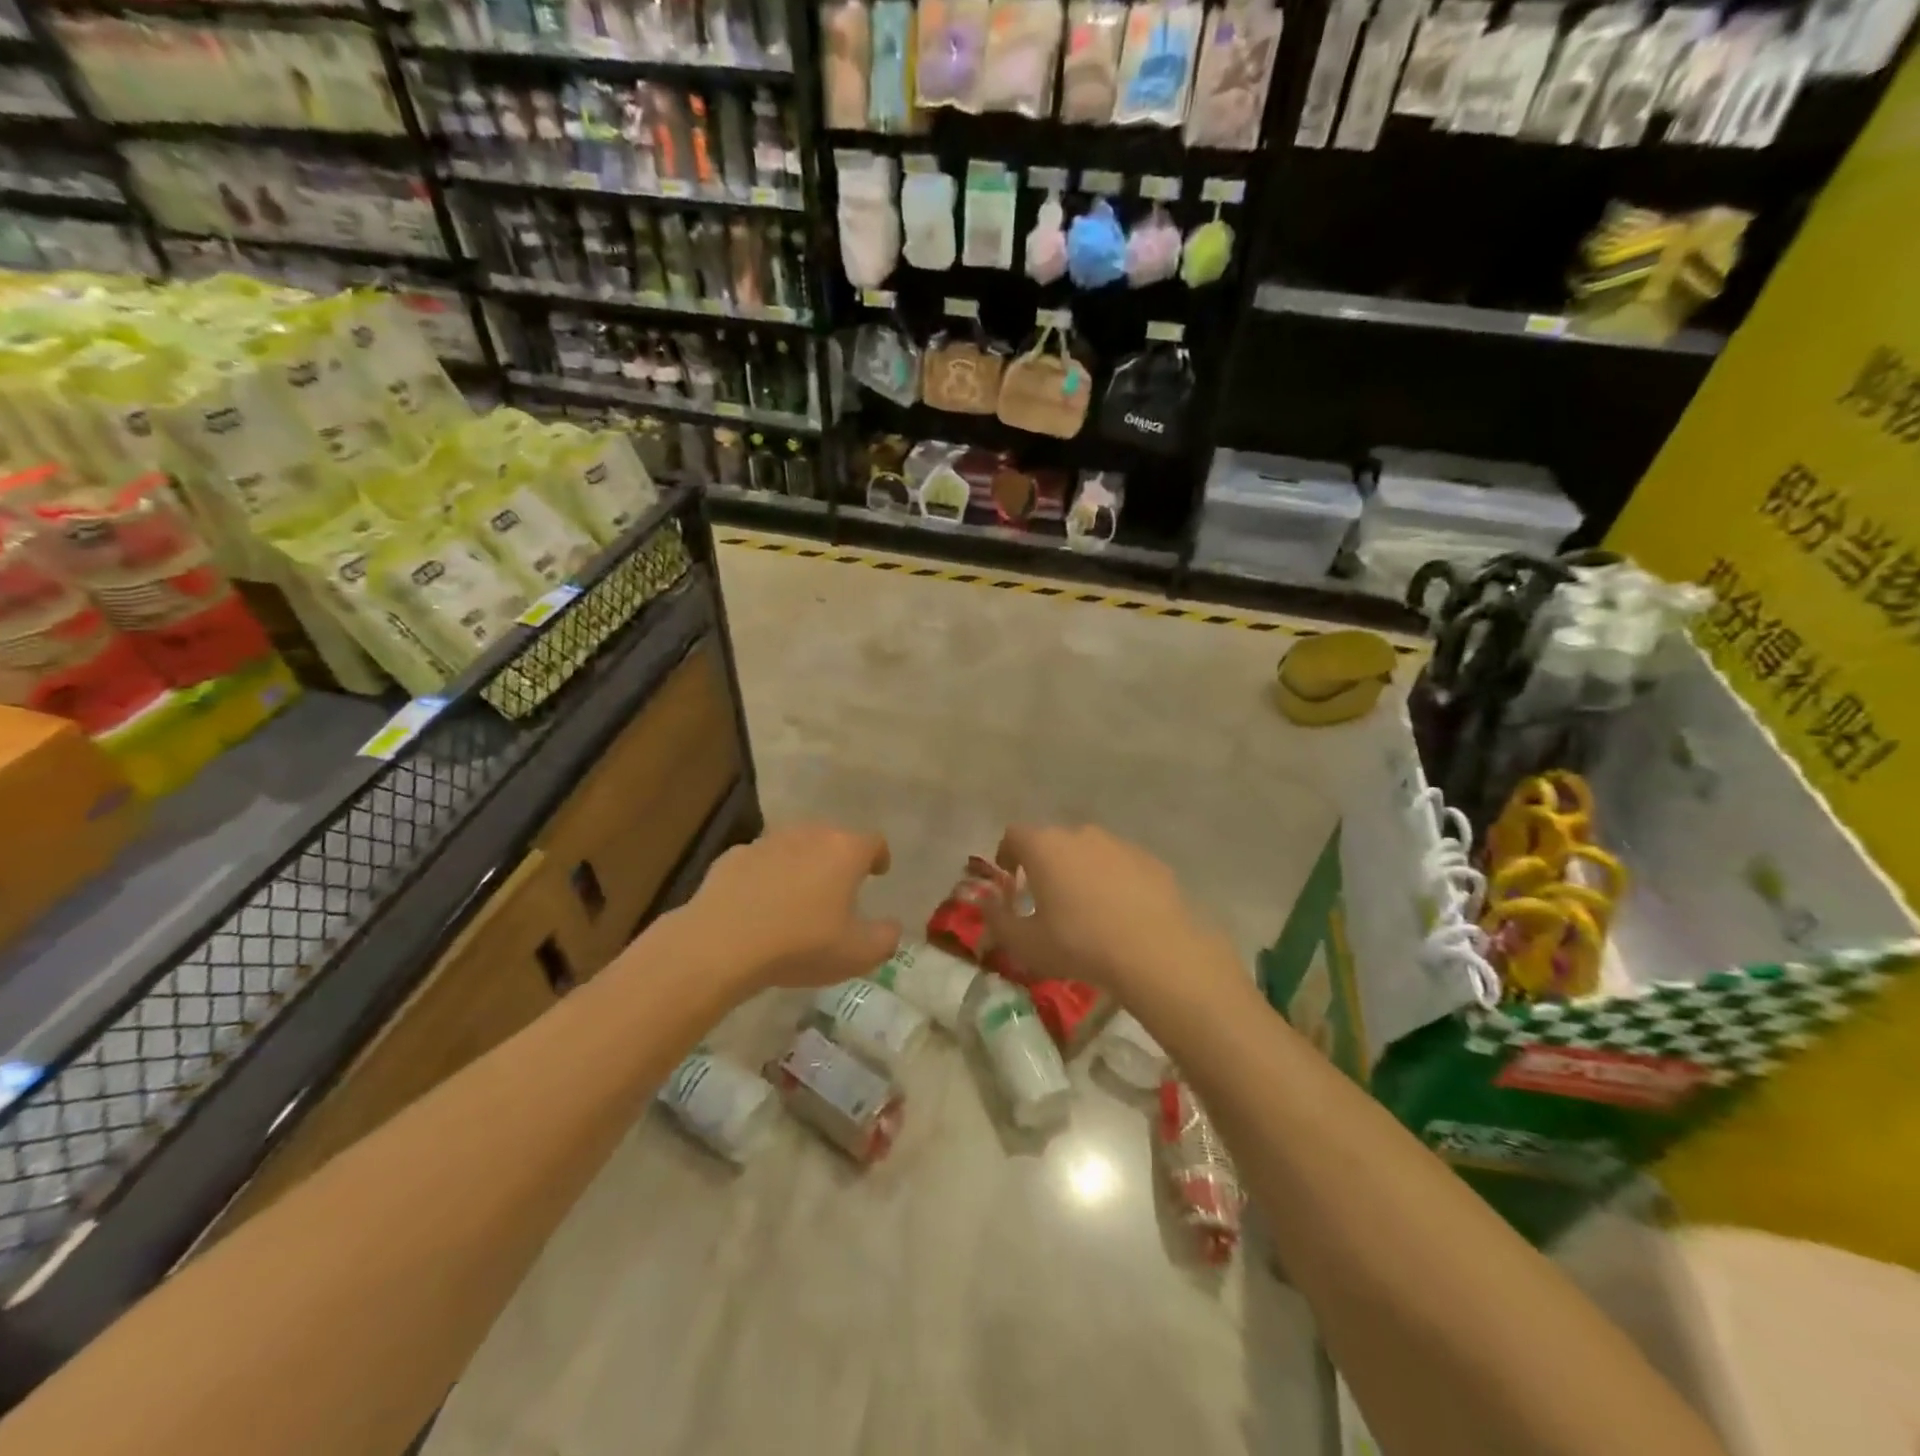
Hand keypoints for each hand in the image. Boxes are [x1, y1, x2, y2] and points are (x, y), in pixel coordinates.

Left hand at [678, 823, 900, 992]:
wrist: (721, 943)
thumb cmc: (800, 944)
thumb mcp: (857, 954)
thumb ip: (885, 938)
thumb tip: (892, 927)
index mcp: (844, 851)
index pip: (873, 842)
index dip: (879, 856)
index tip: (878, 873)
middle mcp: (809, 835)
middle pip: (833, 838)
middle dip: (839, 859)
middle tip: (839, 888)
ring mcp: (767, 842)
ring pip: (794, 846)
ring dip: (801, 864)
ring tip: (798, 896)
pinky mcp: (733, 856)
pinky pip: (760, 861)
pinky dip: (766, 875)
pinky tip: (759, 903)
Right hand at [982, 824, 1227, 997]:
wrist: (1155, 951)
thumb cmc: (1079, 944)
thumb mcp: (1025, 943)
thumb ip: (997, 920)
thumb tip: (984, 903)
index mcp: (1044, 847)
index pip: (1014, 834)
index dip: (1007, 854)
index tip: (1009, 879)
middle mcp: (1080, 834)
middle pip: (1053, 841)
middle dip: (1045, 864)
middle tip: (1046, 898)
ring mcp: (1119, 843)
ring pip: (1089, 851)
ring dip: (1080, 870)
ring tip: (1085, 907)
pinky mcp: (1149, 859)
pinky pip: (1120, 864)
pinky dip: (1113, 880)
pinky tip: (1119, 912)